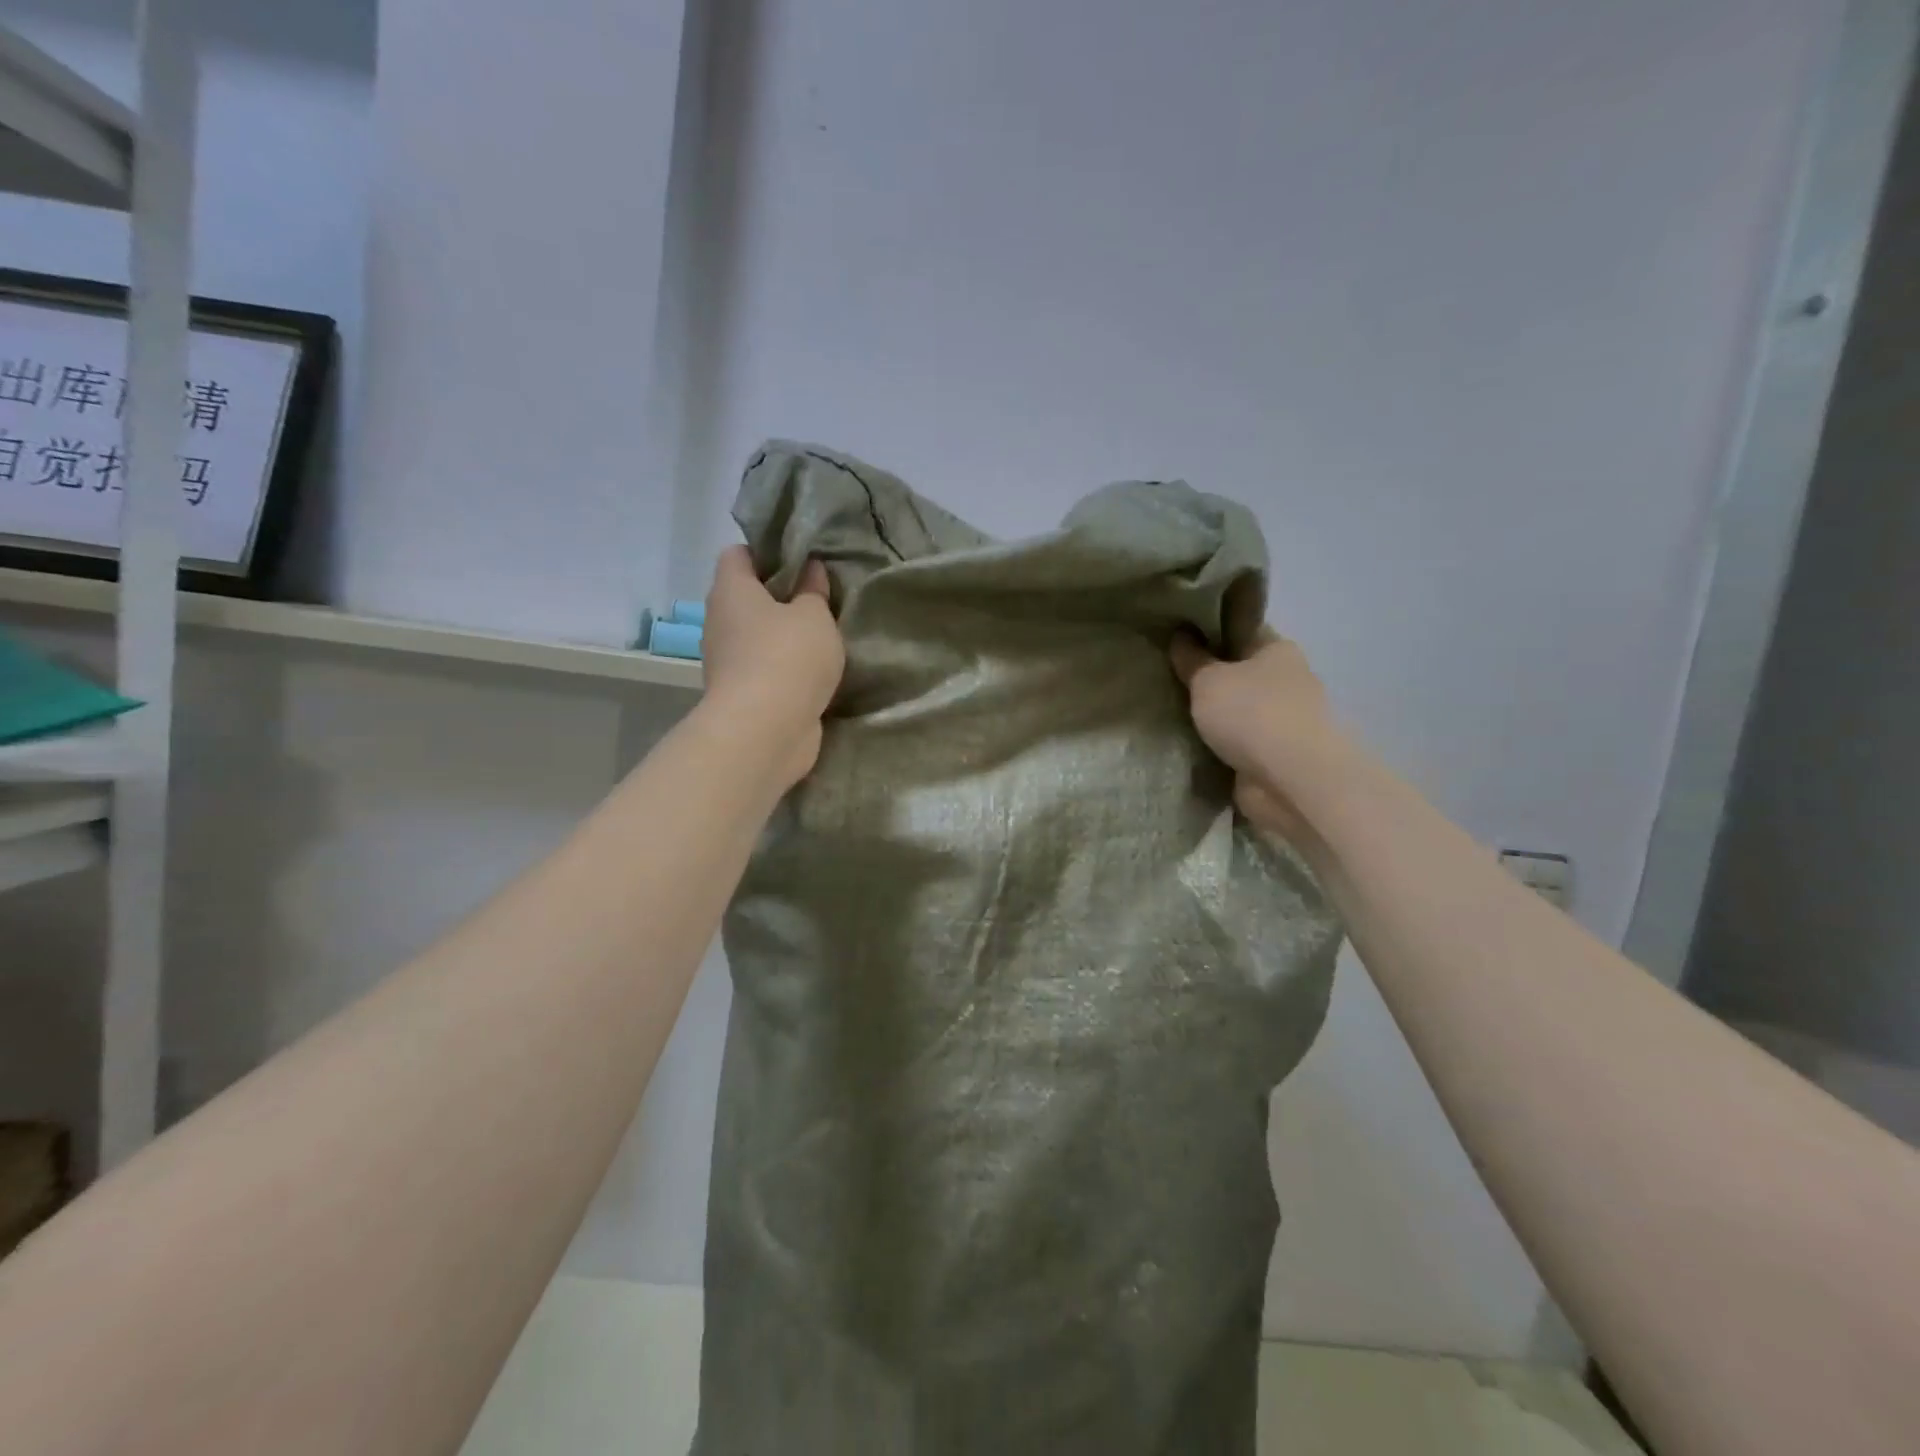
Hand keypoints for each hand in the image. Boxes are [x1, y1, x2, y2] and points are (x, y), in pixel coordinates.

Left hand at [701, 546, 844, 788]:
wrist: (765, 731)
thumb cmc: (788, 658)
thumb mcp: (815, 616)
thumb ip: (814, 591)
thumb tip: (811, 569)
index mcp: (731, 590)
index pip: (737, 554)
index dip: (767, 551)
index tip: (800, 560)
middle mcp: (719, 620)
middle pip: (746, 596)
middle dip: (779, 595)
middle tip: (818, 597)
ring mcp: (725, 660)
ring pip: (755, 634)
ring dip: (782, 634)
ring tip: (820, 635)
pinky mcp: (739, 693)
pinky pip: (762, 667)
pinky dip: (782, 666)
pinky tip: (812, 670)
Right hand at [1171, 628, 1342, 843]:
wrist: (1290, 780)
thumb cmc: (1251, 713)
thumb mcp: (1208, 679)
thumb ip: (1191, 659)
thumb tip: (1181, 635)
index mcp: (1278, 650)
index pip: (1241, 631)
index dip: (1209, 633)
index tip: (1176, 640)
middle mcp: (1287, 681)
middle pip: (1240, 673)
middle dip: (1209, 679)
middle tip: (1168, 679)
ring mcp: (1283, 722)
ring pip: (1238, 711)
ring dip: (1214, 716)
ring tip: (1171, 713)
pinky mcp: (1275, 757)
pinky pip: (1237, 744)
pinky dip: (1219, 745)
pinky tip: (1188, 744)